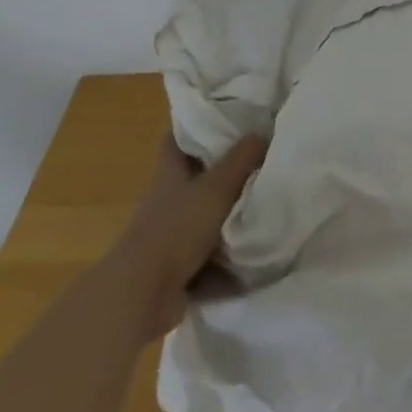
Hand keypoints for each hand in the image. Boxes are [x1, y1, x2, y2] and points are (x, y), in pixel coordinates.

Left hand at [104, 135, 267, 340]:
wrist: (143, 295)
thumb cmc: (178, 227)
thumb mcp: (218, 185)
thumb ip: (243, 158)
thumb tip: (263, 135)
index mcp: (171, 172)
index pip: (178, 138)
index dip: (197, 125)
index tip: (226, 116)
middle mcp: (168, 198)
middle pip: (196, 175)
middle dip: (224, 168)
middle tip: (260, 156)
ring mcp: (172, 233)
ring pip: (206, 212)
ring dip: (231, 210)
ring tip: (267, 199)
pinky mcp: (179, 265)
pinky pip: (211, 250)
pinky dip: (231, 249)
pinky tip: (258, 243)